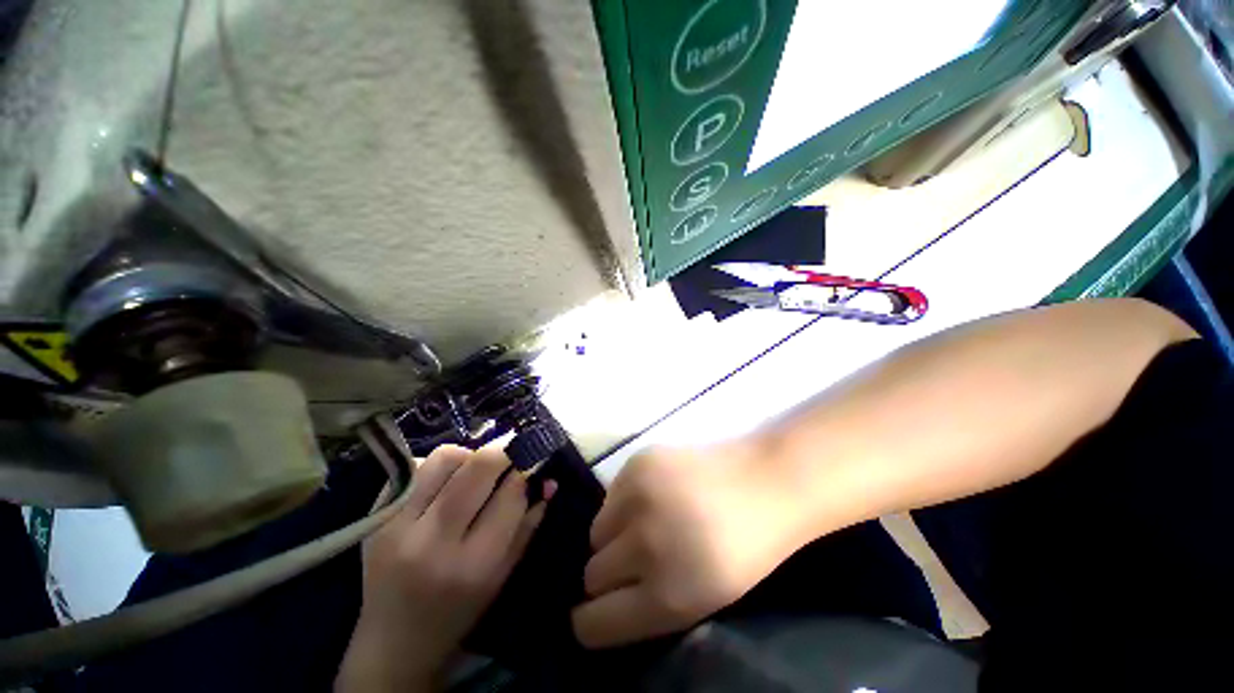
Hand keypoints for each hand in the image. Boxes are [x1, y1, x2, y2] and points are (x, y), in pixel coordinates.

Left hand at [337, 445, 552, 691]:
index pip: (510, 496)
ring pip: (445, 458)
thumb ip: (528, 524)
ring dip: (470, 455)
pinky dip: (440, 467)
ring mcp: (397, 526)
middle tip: (512, 450)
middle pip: (478, 467)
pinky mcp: (378, 516)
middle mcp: (433, 542)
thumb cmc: (459, 611)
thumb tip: (548, 480)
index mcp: (473, 565)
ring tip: (475, 470)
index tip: (531, 461)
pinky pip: (417, 468)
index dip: (525, 471)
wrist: (393, 642)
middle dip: (503, 451)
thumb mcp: (503, 576)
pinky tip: (446, 484)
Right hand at [571, 444, 811, 648]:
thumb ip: (649, 603)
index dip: (592, 620)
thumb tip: (607, 595)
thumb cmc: (743, 549)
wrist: (764, 482)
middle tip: (634, 561)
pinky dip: (624, 501)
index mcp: (667, 594)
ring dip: (614, 534)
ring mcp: (639, 495)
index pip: (595, 622)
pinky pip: (611, 494)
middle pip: (592, 574)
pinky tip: (653, 495)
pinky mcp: (638, 462)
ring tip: (645, 523)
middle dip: (608, 575)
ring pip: (597, 530)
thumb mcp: (702, 599)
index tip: (596, 612)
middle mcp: (645, 544)